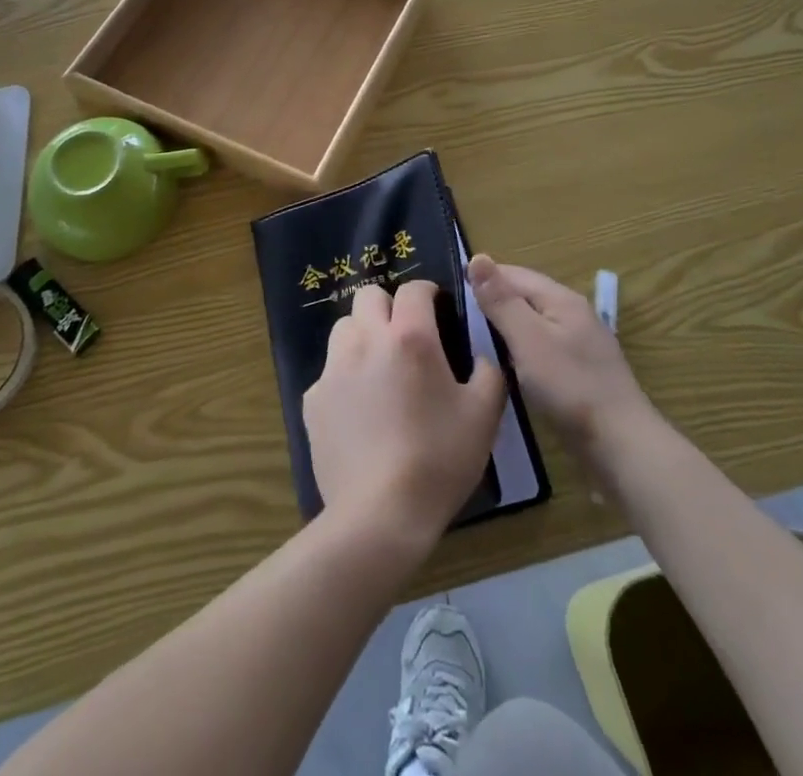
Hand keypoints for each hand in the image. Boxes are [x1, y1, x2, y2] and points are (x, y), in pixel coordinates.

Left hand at [303, 281, 505, 552]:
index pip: (413, 289)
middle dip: (389, 306)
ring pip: (344, 327)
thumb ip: (489, 373)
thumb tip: (482, 356)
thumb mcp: (484, 417)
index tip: (437, 308)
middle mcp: (366, 340)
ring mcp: (334, 368)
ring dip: (363, 335)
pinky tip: (360, 410)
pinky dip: (345, 377)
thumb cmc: (439, 460)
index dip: (428, 292)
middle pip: (369, 296)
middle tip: (407, 336)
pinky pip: (329, 371)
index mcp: (410, 338)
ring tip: (380, 368)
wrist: (380, 514)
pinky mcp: (313, 398)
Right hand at [469, 255, 653, 453]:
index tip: (451, 295)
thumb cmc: (570, 387)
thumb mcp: (528, 339)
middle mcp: (573, 314)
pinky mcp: (581, 371)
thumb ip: (502, 300)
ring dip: (507, 327)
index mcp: (561, 299)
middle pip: (526, 296)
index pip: (514, 274)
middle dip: (494, 302)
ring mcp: (580, 344)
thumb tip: (477, 258)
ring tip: (475, 342)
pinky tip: (508, 366)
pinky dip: (521, 350)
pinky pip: (543, 348)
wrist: (620, 445)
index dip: (483, 279)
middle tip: (458, 320)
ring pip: (534, 323)